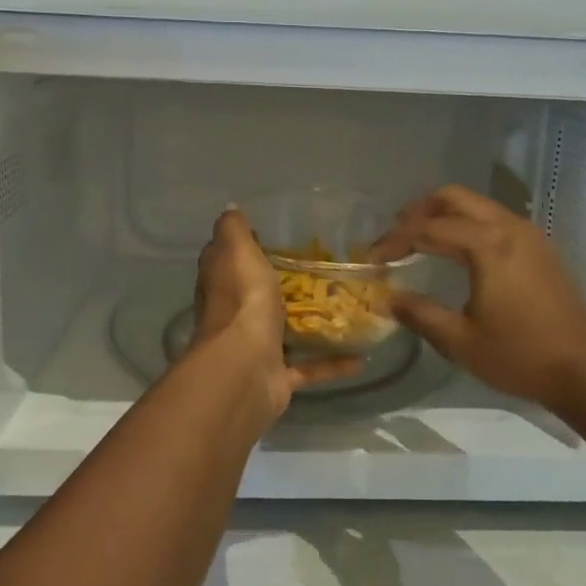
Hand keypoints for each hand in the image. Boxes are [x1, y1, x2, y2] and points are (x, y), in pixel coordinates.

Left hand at [191, 207, 359, 428]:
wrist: (244, 370)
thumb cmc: (242, 302)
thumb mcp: (237, 252)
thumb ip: (234, 230)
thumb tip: (231, 209)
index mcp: (223, 284)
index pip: (229, 260)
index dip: (247, 247)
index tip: (279, 236)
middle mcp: (235, 315)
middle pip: (259, 295)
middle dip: (286, 286)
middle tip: (326, 272)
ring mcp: (256, 348)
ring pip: (285, 332)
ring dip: (311, 324)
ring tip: (348, 309)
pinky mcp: (278, 376)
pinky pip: (309, 368)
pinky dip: (333, 364)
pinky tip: (361, 357)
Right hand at [371, 185, 585, 412]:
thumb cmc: (521, 357)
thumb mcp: (461, 341)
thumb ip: (419, 314)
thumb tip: (385, 298)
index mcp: (488, 245)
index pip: (428, 228)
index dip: (395, 240)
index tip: (372, 259)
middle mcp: (508, 227)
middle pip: (454, 198)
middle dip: (418, 211)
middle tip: (394, 236)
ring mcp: (528, 234)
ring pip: (477, 205)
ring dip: (444, 215)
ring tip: (418, 240)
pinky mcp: (539, 248)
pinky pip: (494, 219)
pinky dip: (467, 224)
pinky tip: (456, 252)